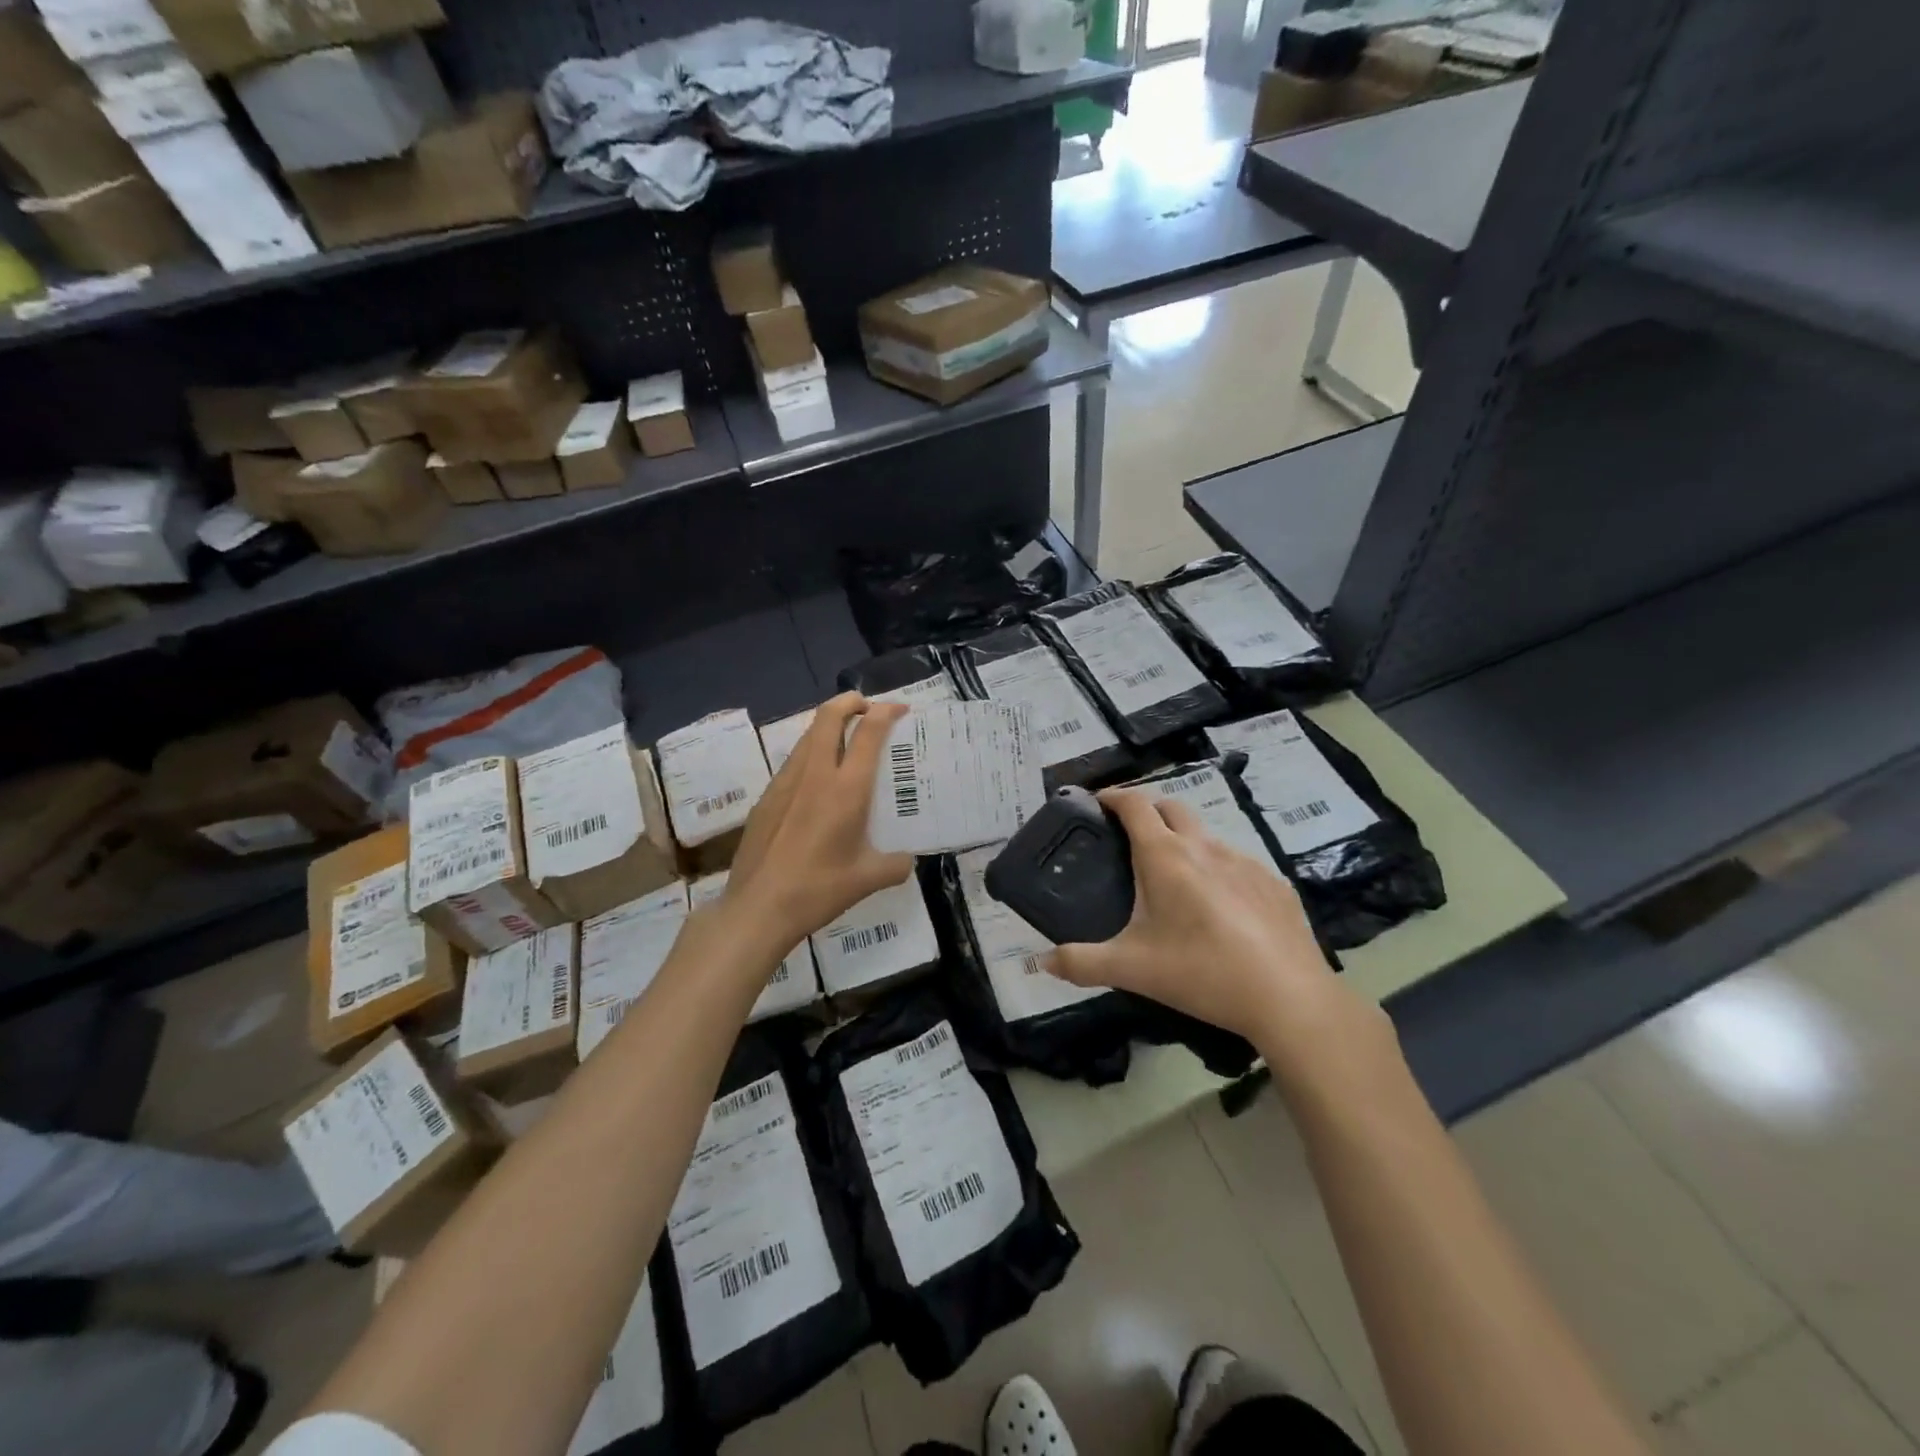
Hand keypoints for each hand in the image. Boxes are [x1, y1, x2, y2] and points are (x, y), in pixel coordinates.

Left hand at [721, 693, 913, 952]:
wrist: (758, 907)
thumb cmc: (818, 890)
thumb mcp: (868, 880)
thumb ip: (895, 865)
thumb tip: (906, 860)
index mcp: (846, 789)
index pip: (868, 732)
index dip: (885, 712)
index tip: (898, 709)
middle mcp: (815, 774)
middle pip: (829, 716)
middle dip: (850, 702)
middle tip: (867, 708)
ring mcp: (786, 783)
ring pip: (808, 736)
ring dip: (829, 727)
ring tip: (846, 740)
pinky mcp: (766, 797)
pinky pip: (793, 762)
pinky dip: (811, 755)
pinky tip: (818, 783)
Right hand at [1049, 788, 1387, 1075]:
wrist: (1288, 997)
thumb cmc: (1201, 972)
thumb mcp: (1131, 969)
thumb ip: (1081, 963)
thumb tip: (1041, 961)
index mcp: (1165, 857)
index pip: (1134, 805)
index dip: (1113, 796)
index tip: (1098, 800)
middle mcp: (1205, 847)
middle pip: (1172, 808)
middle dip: (1148, 811)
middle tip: (1130, 835)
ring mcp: (1245, 861)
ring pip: (1207, 835)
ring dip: (1185, 841)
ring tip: (1175, 877)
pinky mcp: (1274, 883)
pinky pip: (1238, 864)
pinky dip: (1219, 870)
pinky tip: (1221, 907)